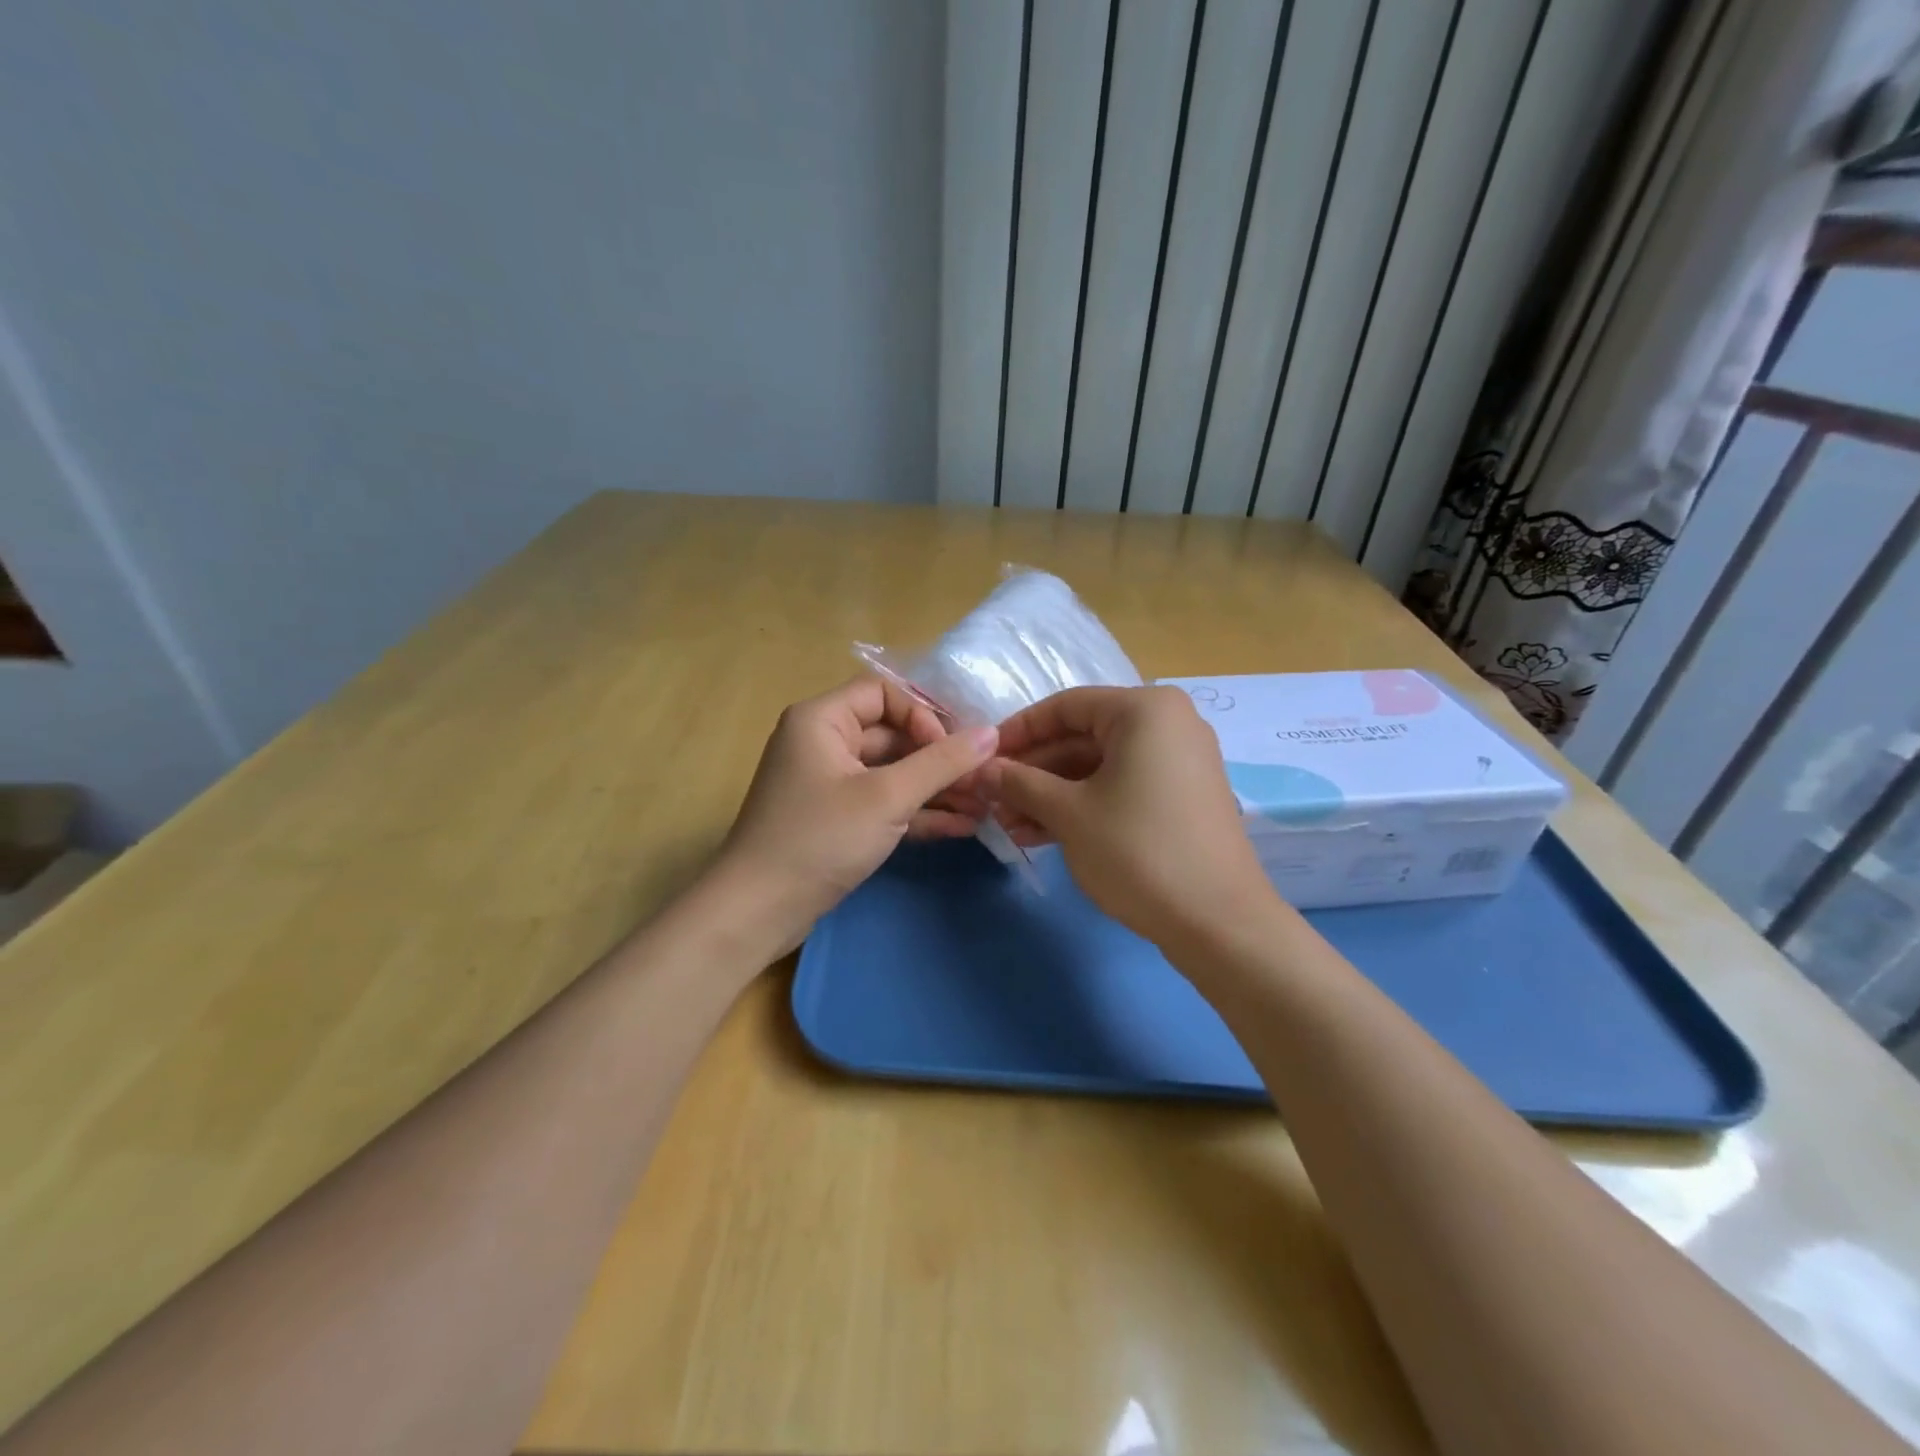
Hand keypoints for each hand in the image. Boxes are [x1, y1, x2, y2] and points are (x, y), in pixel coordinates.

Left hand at [713, 675, 998, 955]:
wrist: (758, 911)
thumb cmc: (820, 839)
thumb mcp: (887, 797)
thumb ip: (941, 763)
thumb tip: (992, 733)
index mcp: (822, 720)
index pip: (884, 694)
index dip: (923, 716)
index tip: (950, 751)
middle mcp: (823, 743)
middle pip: (892, 735)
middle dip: (939, 758)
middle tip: (983, 781)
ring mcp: (829, 784)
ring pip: (892, 773)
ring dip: (935, 789)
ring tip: (982, 806)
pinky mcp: (836, 820)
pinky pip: (883, 803)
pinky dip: (916, 813)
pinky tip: (961, 827)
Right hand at [986, 686, 1274, 947]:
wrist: (1219, 922)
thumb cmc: (1138, 851)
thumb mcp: (1069, 814)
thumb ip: (1019, 783)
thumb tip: (981, 769)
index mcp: (1144, 710)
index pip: (1065, 706)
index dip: (1018, 731)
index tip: (982, 758)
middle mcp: (1167, 723)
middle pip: (1082, 737)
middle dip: (1033, 772)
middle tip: (992, 800)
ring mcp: (1178, 762)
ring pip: (1099, 767)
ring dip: (1051, 794)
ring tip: (1010, 826)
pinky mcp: (1181, 797)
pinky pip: (1121, 786)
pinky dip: (1083, 805)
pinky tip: (1043, 834)